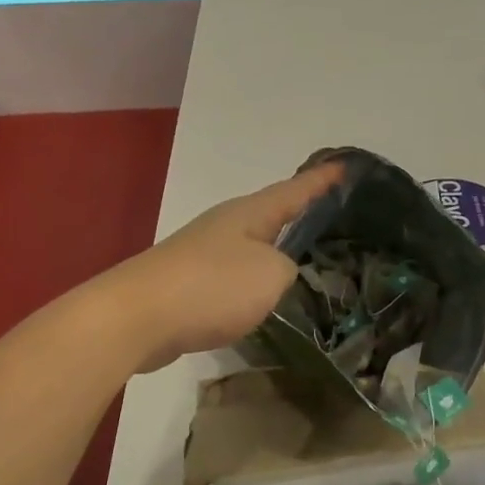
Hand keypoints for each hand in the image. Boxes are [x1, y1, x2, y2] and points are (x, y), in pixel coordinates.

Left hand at [103, 163, 342, 372]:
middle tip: (330, 215)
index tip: (346, 167)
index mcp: (250, 214)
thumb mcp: (270, 275)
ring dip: (274, 250)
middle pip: (270, 214)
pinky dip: (252, 280)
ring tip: (302, 259)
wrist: (138, 317)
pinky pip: (233, 275)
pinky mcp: (188, 284)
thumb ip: (286, 269)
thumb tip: (274, 273)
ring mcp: (203, 253)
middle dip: (298, 214)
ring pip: (251, 246)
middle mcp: (225, 225)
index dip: (322, 181)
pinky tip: (261, 297)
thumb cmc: (212, 286)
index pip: (295, 191)